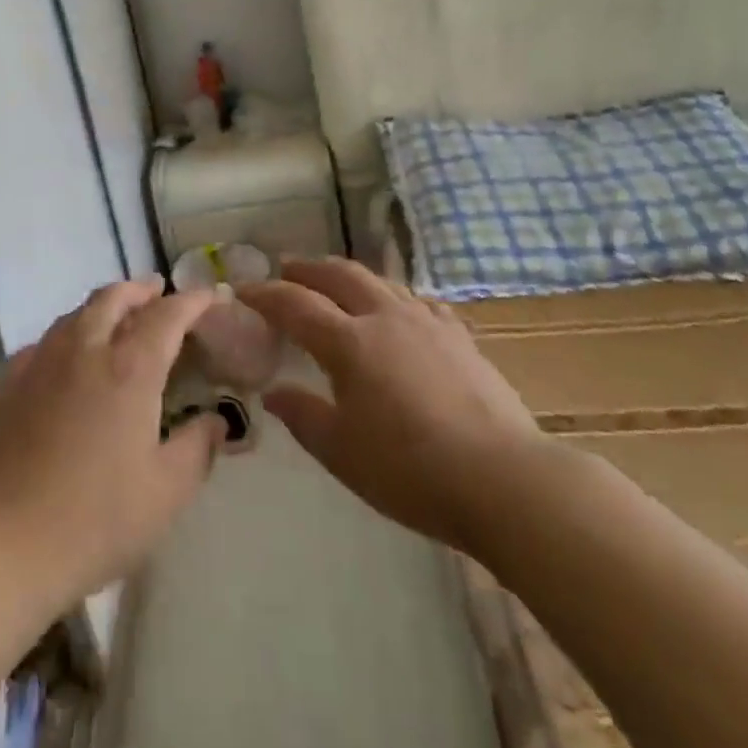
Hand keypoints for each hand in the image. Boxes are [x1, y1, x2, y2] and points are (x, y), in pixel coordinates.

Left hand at [0, 280, 227, 612]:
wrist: (1, 542)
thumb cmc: (95, 519)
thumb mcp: (165, 493)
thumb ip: (197, 449)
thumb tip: (216, 421)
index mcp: (129, 369)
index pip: (167, 316)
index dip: (192, 301)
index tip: (210, 295)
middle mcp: (85, 350)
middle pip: (114, 298)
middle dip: (141, 289)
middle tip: (159, 291)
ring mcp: (42, 362)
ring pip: (77, 313)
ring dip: (105, 304)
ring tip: (119, 314)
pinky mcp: (11, 382)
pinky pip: (47, 339)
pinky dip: (70, 332)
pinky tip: (69, 354)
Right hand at [238, 259, 549, 551]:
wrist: (504, 480)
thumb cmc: (411, 471)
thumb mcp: (342, 452)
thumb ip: (303, 416)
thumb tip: (272, 392)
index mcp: (349, 342)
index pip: (295, 304)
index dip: (265, 294)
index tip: (244, 290)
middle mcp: (384, 317)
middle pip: (339, 275)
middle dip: (307, 268)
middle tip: (286, 269)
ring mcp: (426, 322)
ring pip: (379, 280)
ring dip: (348, 275)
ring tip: (335, 282)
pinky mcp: (459, 336)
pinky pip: (417, 300)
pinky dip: (393, 296)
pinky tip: (398, 310)